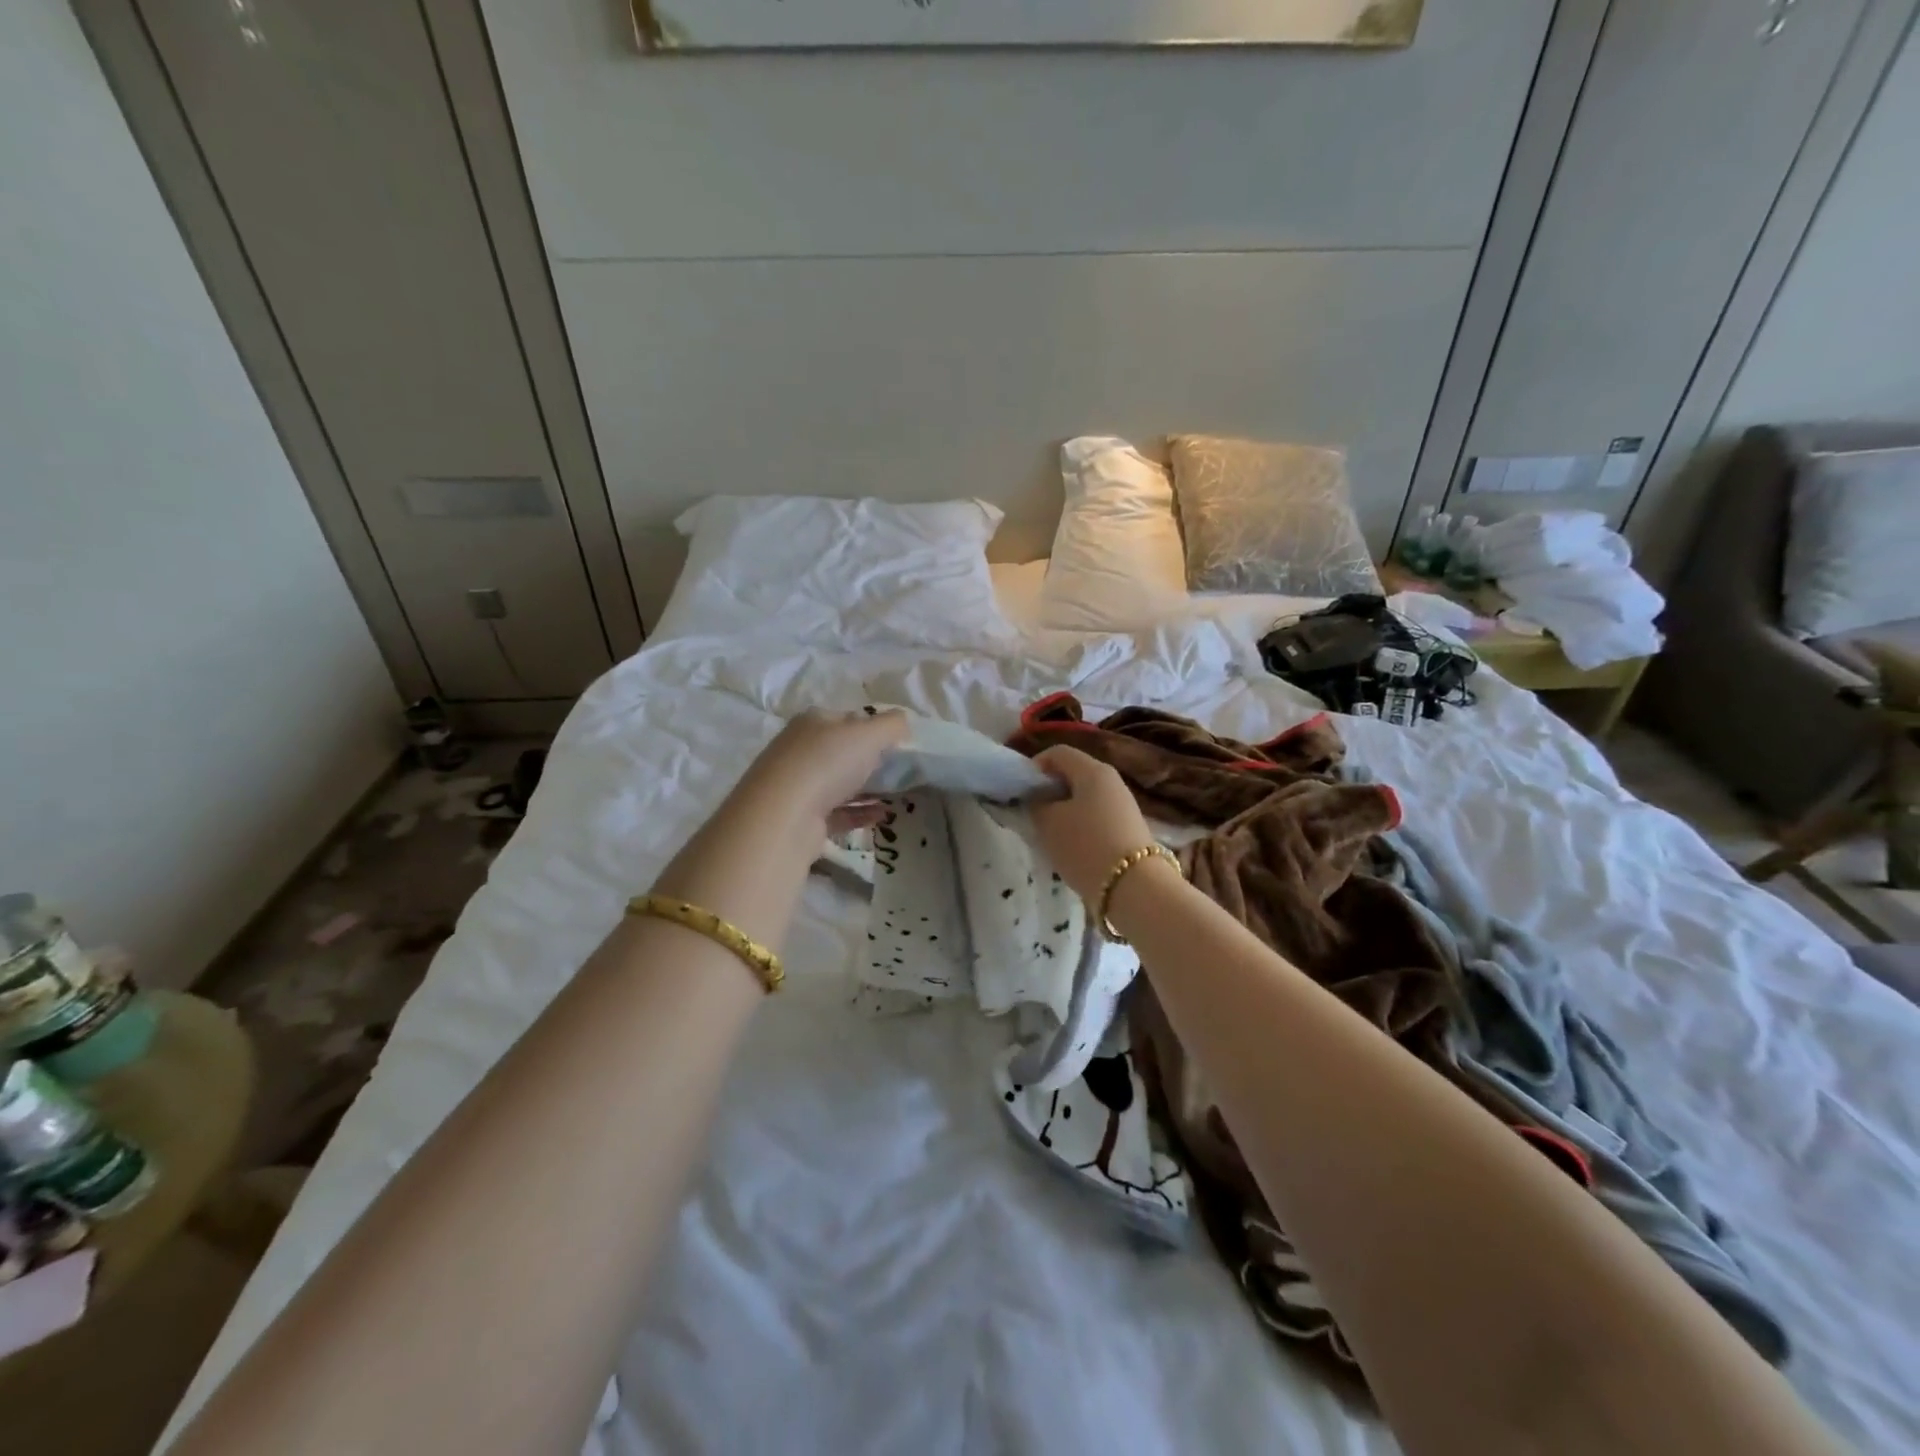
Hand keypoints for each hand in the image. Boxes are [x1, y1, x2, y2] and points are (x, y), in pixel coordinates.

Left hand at [730, 707, 908, 836]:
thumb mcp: (868, 734)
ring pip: (838, 783)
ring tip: (895, 795)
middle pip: (841, 751)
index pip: (847, 719)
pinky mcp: (800, 818)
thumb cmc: (826, 764)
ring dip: (866, 788)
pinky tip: (881, 816)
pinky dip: (859, 812)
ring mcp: (797, 785)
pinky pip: (836, 812)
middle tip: (898, 770)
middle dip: (869, 760)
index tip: (897, 743)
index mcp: (812, 722)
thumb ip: (892, 725)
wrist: (783, 817)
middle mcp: (799, 750)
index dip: (873, 727)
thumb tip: (903, 723)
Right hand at [1028, 746, 1158, 901]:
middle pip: (1073, 774)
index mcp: (1093, 770)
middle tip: (1033, 814)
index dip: (1034, 767)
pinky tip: (1073, 848)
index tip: (1021, 791)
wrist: (1134, 887)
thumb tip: (1038, 799)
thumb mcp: (1048, 823)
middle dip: (1049, 791)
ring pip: (1085, 797)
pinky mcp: (1129, 827)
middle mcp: (1112, 780)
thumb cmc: (1085, 846)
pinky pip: (1097, 816)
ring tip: (1051, 834)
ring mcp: (1124, 804)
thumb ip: (1036, 804)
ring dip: (1064, 810)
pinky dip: (1081, 825)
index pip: (1058, 753)